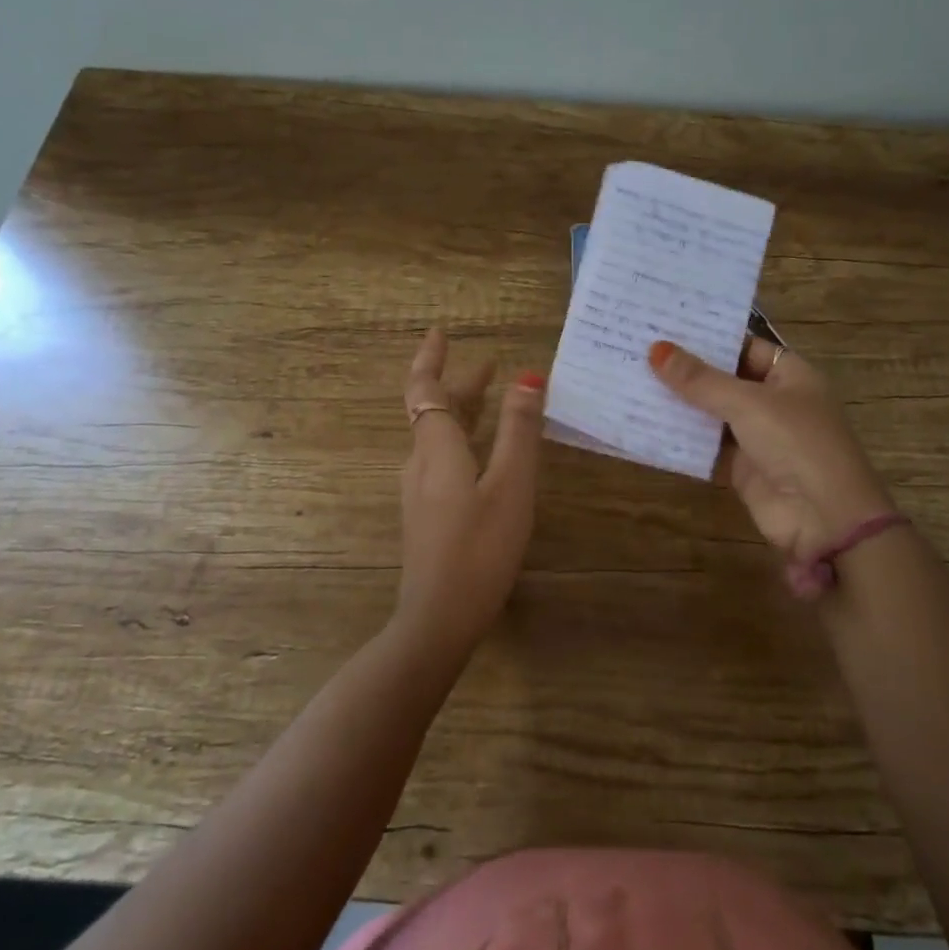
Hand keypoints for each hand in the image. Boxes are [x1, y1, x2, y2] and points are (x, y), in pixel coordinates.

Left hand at [396, 327, 544, 653]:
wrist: (439, 617)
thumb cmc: (480, 547)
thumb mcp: (511, 486)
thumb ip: (519, 431)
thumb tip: (528, 377)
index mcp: (437, 448)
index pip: (425, 389)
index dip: (431, 359)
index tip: (441, 332)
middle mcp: (421, 463)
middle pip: (434, 411)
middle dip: (459, 385)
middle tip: (490, 366)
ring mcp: (420, 492)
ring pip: (439, 438)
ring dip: (463, 412)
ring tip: (493, 401)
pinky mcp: (428, 515)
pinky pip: (443, 460)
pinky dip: (465, 440)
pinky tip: (486, 455)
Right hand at [649, 338, 895, 566]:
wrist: (824, 518)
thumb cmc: (796, 443)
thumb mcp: (748, 403)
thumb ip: (700, 380)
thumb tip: (656, 349)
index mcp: (790, 375)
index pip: (745, 346)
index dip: (709, 338)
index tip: (666, 326)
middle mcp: (774, 401)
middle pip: (725, 379)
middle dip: (687, 371)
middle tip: (638, 350)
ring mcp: (757, 436)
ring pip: (712, 414)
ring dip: (680, 404)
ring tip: (632, 381)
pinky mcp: (741, 468)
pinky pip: (706, 447)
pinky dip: (681, 438)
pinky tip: (644, 423)